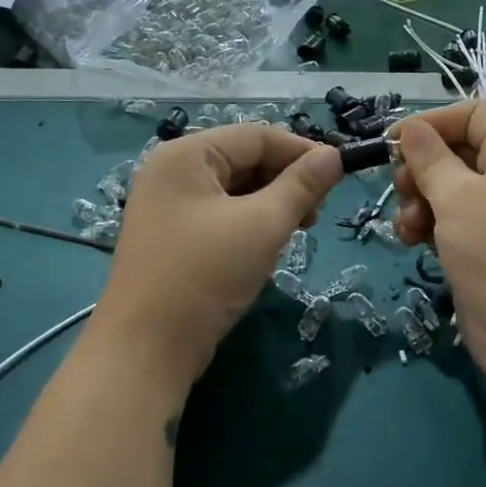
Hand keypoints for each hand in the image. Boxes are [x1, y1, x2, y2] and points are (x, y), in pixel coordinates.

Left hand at [95, 124, 342, 384]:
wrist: (146, 350)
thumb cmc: (206, 276)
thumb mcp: (263, 225)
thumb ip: (302, 186)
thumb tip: (334, 156)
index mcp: (186, 155)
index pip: (256, 136)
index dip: (302, 151)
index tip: (339, 176)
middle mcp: (171, 171)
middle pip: (244, 159)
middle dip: (286, 181)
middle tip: (316, 214)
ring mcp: (167, 206)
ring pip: (235, 190)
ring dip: (271, 204)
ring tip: (295, 232)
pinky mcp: (171, 237)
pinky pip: (220, 214)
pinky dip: (250, 223)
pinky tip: (267, 247)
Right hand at [392, 102, 485, 394]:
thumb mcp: (459, 198)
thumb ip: (431, 159)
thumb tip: (412, 128)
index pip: (472, 114)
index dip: (432, 123)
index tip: (393, 145)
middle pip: (456, 152)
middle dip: (421, 168)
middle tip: (402, 191)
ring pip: (448, 191)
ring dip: (419, 202)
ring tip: (408, 229)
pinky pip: (451, 223)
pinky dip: (429, 227)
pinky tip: (412, 243)